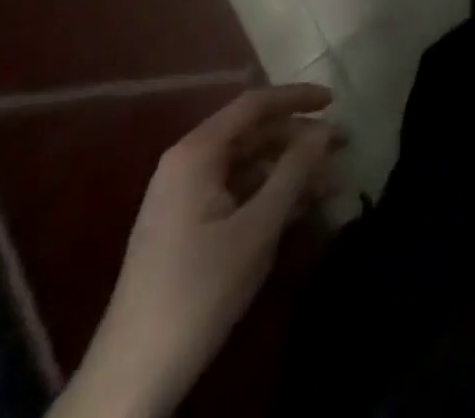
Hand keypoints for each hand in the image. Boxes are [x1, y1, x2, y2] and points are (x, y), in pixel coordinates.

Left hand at [55, 85, 340, 417]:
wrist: (131, 378)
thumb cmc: (199, 289)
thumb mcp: (258, 227)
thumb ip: (295, 171)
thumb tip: (325, 129)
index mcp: (196, 154)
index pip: (254, 104)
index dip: (297, 97)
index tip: (337, 101)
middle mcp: (186, 165)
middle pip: (253, 133)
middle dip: (299, 138)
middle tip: (343, 146)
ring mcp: (183, 197)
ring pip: (249, 165)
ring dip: (290, 170)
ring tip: (331, 183)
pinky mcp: (186, 227)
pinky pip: (237, 192)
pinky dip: (271, 194)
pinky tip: (302, 209)